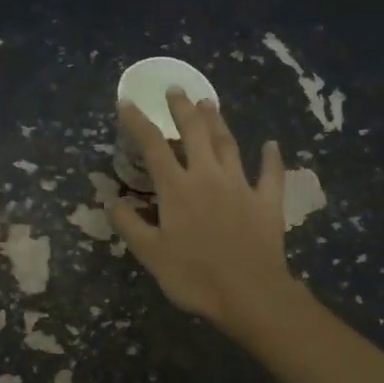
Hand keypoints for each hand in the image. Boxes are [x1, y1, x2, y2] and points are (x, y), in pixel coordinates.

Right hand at [110, 91, 298, 336]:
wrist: (249, 294)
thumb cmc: (193, 276)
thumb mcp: (150, 254)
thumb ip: (129, 225)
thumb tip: (112, 201)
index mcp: (177, 189)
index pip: (153, 147)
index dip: (138, 123)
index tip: (127, 102)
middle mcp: (208, 177)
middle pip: (195, 133)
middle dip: (183, 109)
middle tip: (176, 89)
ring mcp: (241, 186)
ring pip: (228, 144)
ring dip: (218, 122)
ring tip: (210, 102)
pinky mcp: (267, 202)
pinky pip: (270, 174)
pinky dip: (271, 158)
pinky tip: (271, 145)